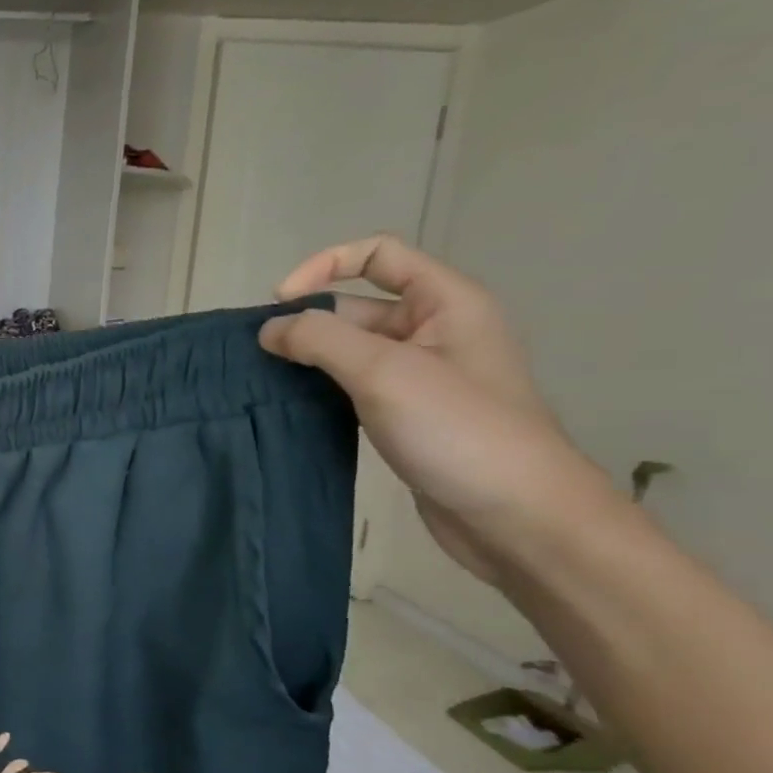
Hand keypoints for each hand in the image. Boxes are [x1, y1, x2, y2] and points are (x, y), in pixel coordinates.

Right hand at [258, 235, 616, 583]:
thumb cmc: (458, 430)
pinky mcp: (406, 416)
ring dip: (307, 359)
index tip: (278, 304)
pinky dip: (319, 390)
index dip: (323, 266)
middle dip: (306, 322)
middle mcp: (435, 332)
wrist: (517, 516)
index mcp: (445, 304)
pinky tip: (290, 408)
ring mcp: (420, 377)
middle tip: (256, 354)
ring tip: (261, 381)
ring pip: (349, 351)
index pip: (377, 256)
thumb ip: (321, 340)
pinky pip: (352, 387)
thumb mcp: (384, 372)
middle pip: (356, 306)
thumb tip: (269, 329)